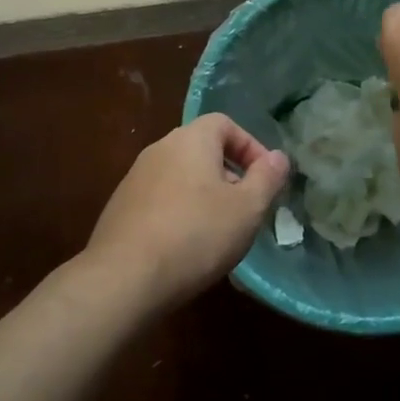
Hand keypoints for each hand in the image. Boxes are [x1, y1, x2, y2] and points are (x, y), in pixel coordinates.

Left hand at [86, 113, 289, 310]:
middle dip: (229, 174)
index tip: (265, 179)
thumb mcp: (247, 208)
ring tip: (219, 231)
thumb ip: (267, 178)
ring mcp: (135, 178)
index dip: (250, 146)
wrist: (125, 277)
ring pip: (181, 176)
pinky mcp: (120, 208)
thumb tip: (279, 157)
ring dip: (204, 195)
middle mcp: (159, 149)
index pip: (225, 123)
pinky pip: (160, 199)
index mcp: (190, 140)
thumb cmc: (196, 235)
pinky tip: (186, 246)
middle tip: (246, 207)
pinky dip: (179, 212)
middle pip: (202, 149)